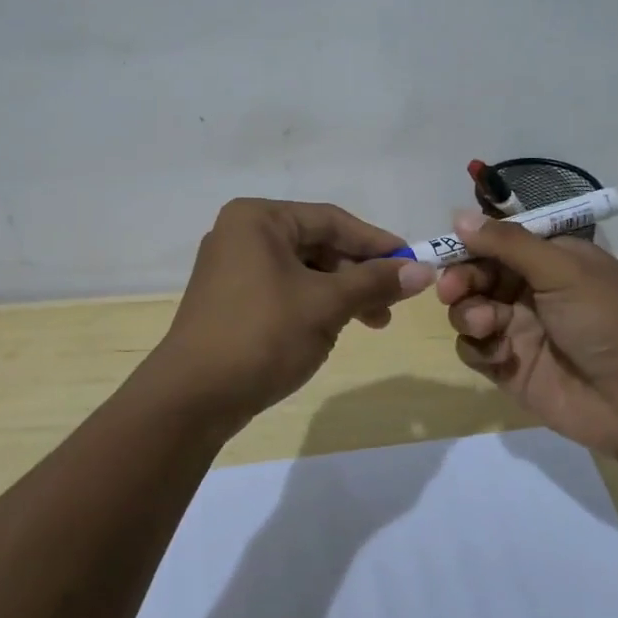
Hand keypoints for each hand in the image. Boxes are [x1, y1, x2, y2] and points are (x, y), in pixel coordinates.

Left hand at [157, 199, 435, 426]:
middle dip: (359, 273)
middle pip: (317, 244)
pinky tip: (334, 329)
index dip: (376, 242)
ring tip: (372, 323)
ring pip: (303, 270)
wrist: (193, 398)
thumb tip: (424, 270)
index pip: (331, 220)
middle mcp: (242, 234)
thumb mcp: (326, 305)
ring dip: (341, 293)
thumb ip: (374, 283)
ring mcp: (232, 268)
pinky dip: (314, 304)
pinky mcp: (231, 300)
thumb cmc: (262, 335)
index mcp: (258, 219)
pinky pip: (284, 290)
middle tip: (393, 302)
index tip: (413, 263)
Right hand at [436, 211, 617, 459]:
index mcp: (550, 260)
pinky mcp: (508, 367)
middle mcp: (531, 291)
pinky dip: (477, 347)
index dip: (470, 245)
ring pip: (469, 310)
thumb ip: (508, 243)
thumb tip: (459, 215)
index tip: (446, 250)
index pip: (498, 242)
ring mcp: (518, 330)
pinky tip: (498, 354)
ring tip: (486, 324)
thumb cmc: (606, 320)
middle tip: (451, 290)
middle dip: (461, 280)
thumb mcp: (562, 270)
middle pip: (477, 275)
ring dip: (468, 313)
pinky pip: (474, 349)